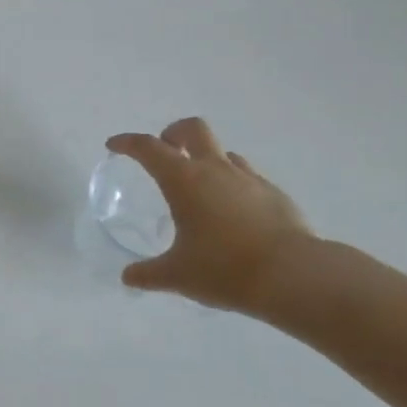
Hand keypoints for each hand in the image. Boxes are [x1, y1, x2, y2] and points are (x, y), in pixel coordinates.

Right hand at [106, 118, 320, 315]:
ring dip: (206, 159)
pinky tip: (233, 212)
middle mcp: (215, 169)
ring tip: (201, 187)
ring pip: (223, 152)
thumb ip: (149, 274)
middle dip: (174, 133)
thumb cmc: (224, 269)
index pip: (148, 148)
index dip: (128, 143)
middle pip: (192, 129)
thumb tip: (128, 277)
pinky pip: (247, 176)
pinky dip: (233, 183)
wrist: (291, 275)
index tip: (115, 146)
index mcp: (184, 180)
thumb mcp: (178, 275)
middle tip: (165, 151)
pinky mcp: (273, 193)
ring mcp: (248, 178)